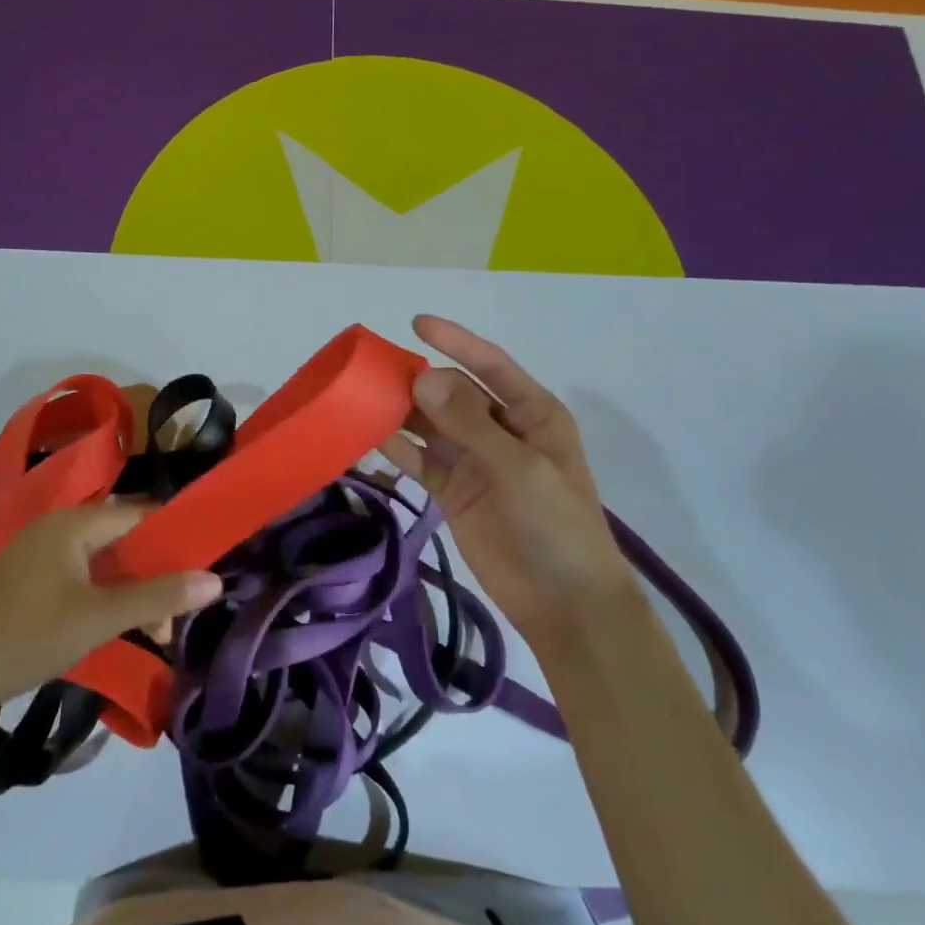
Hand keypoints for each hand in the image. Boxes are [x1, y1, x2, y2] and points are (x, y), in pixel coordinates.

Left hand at [0, 504, 221, 723]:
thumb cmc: (26, 637)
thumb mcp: (99, 618)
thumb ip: (158, 597)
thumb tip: (215, 581)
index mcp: (74, 522)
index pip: (141, 515)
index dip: (175, 539)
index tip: (203, 572)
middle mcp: (56, 527)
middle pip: (122, 540)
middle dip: (153, 575)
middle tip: (173, 620)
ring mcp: (35, 554)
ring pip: (100, 563)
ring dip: (129, 592)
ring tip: (151, 632)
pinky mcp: (23, 582)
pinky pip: (77, 578)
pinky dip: (101, 598)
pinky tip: (112, 628)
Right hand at [382, 315, 633, 637]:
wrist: (563, 602)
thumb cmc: (556, 525)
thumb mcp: (519, 468)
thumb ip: (469, 423)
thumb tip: (422, 377)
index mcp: (531, 414)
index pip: (489, 365)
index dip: (455, 341)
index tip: (416, 323)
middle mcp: (500, 429)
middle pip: (452, 393)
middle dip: (418, 380)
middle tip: (372, 373)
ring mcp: (474, 461)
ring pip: (431, 424)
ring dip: (401, 413)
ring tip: (361, 400)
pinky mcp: (453, 491)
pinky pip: (420, 460)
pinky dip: (397, 449)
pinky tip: (368, 437)